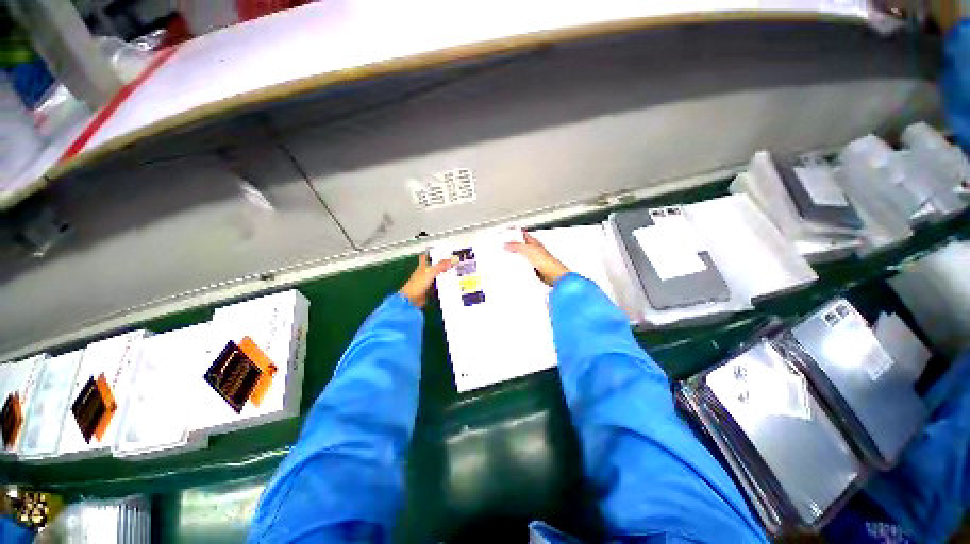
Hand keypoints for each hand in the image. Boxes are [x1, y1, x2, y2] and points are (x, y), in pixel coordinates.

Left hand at [400, 254, 452, 307]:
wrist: (412, 299)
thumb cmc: (418, 284)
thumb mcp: (431, 272)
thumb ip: (441, 265)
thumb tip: (453, 259)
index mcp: (422, 266)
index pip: (426, 257)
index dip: (433, 253)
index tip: (441, 251)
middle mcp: (424, 272)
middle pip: (434, 266)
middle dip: (442, 264)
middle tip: (453, 262)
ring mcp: (427, 281)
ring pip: (437, 275)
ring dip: (444, 274)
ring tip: (455, 272)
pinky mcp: (429, 289)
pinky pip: (438, 284)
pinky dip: (444, 284)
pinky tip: (451, 283)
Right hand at [505, 231, 569, 285]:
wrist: (552, 275)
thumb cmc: (546, 261)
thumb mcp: (527, 250)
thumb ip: (516, 246)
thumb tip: (506, 244)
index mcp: (534, 242)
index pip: (522, 234)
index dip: (514, 233)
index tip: (505, 234)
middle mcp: (533, 250)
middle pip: (520, 246)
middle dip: (512, 246)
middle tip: (502, 246)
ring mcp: (533, 260)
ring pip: (520, 256)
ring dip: (514, 257)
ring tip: (505, 256)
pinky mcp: (532, 269)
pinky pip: (522, 266)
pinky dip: (517, 266)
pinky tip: (512, 267)